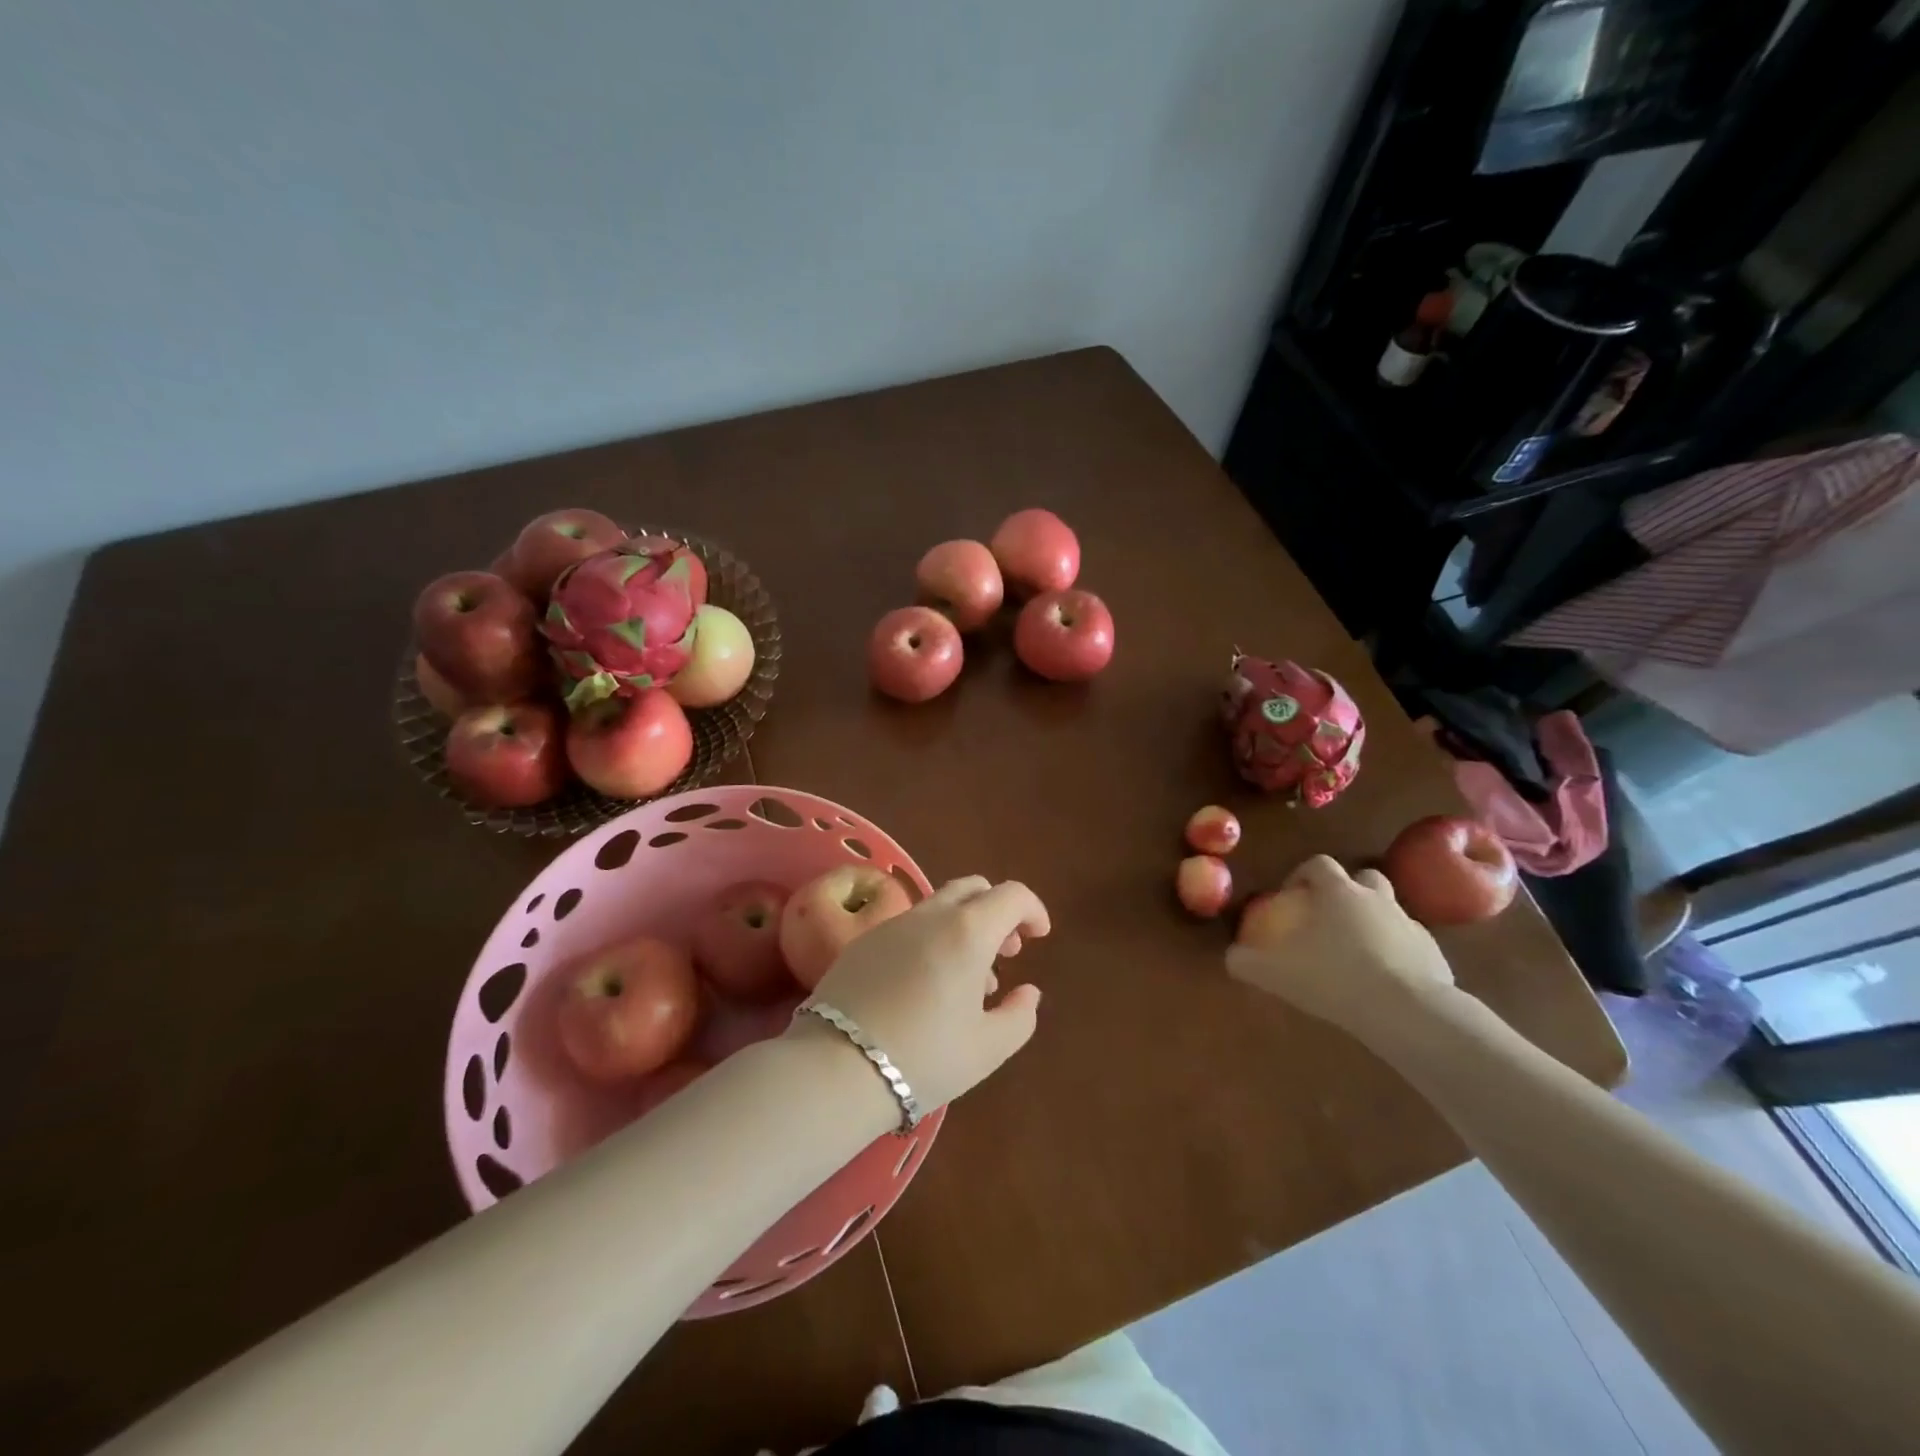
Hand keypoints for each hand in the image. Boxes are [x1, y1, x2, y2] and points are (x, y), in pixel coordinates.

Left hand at [798, 877, 1047, 1110]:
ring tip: (969, 980)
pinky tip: (926, 983)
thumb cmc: (924, 1058)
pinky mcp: (863, 942)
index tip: (1039, 936)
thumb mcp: (988, 1048)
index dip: (1033, 909)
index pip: (1011, 895)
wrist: (835, 1067)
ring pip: (939, 906)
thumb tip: (1028, 992)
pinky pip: (910, 926)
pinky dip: (932, 938)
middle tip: (1006, 951)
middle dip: (997, 911)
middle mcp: (930, 915)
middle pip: (973, 889)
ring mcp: (892, 925)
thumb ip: (1020, 1015)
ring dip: (964, 927)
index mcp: (967, 931)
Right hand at [1225, 854, 1455, 1046]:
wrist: (1407, 1011)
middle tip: (1329, 918)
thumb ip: (1246, 961)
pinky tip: (1385, 982)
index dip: (1301, 875)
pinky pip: (1410, 945)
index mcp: (1338, 892)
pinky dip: (1397, 955)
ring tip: (1356, 953)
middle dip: (1346, 891)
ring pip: (1390, 910)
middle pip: (1363, 878)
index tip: (1291, 897)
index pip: (1318, 864)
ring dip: (1373, 922)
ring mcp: (1410, 924)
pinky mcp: (1434, 954)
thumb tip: (1230, 956)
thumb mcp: (1275, 973)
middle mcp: (1376, 898)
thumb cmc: (1334, 978)